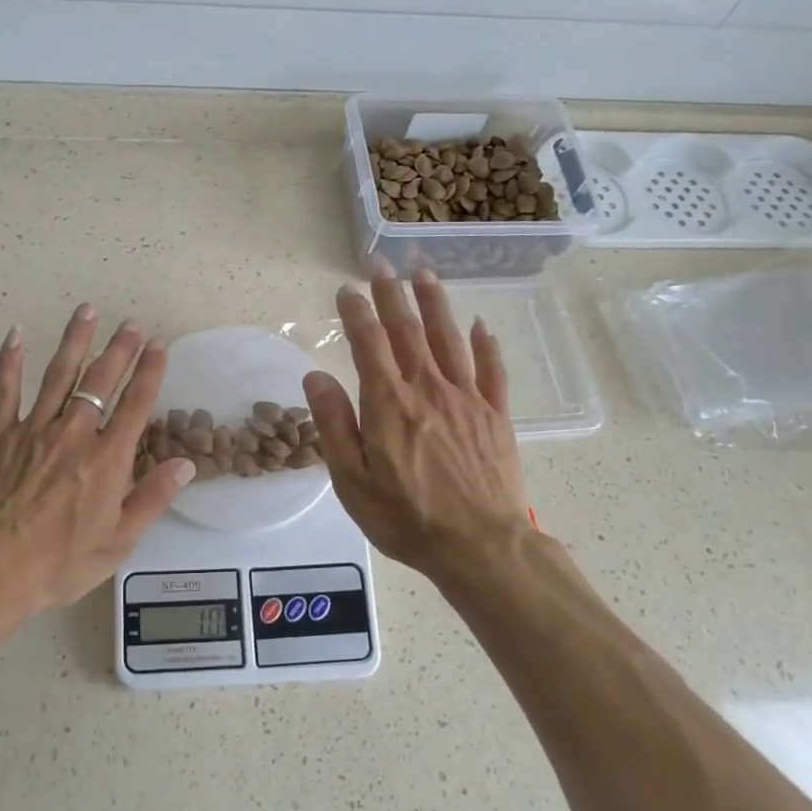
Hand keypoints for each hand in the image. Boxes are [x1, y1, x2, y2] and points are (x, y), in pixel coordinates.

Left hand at [0, 305, 194, 620]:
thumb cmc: (59, 563)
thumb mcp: (118, 541)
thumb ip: (152, 498)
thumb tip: (186, 464)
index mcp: (107, 459)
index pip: (135, 404)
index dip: (150, 371)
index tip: (159, 344)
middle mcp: (74, 434)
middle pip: (101, 381)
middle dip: (119, 349)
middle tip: (131, 323)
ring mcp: (33, 430)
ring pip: (59, 374)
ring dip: (76, 340)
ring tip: (88, 310)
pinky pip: (5, 389)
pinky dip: (11, 360)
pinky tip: (17, 332)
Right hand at [303, 265, 538, 597]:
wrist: (480, 547)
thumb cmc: (406, 518)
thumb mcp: (352, 480)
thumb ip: (333, 424)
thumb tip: (315, 376)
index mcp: (389, 404)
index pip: (369, 344)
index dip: (356, 313)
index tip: (346, 289)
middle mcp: (428, 389)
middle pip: (408, 330)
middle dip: (391, 293)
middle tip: (380, 263)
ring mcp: (467, 399)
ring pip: (449, 338)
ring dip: (435, 302)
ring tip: (424, 272)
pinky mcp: (496, 415)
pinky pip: (492, 370)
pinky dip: (486, 344)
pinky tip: (481, 324)